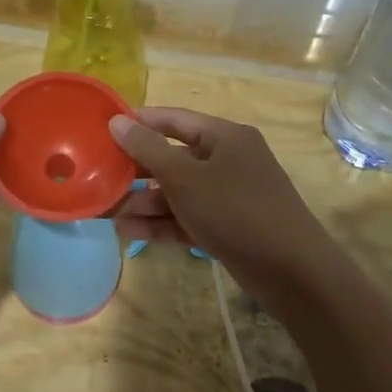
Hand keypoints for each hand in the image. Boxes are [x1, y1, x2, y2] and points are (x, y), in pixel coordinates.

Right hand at [109, 108, 330, 281]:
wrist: (292, 271)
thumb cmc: (236, 211)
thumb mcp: (186, 178)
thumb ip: (148, 150)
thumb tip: (117, 122)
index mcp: (225, 137)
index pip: (175, 119)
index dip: (139, 122)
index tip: (104, 129)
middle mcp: (228, 161)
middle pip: (173, 158)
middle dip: (137, 171)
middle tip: (99, 178)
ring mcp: (229, 196)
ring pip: (178, 193)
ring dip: (144, 202)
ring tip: (106, 213)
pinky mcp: (227, 227)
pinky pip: (187, 218)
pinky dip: (161, 224)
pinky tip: (128, 232)